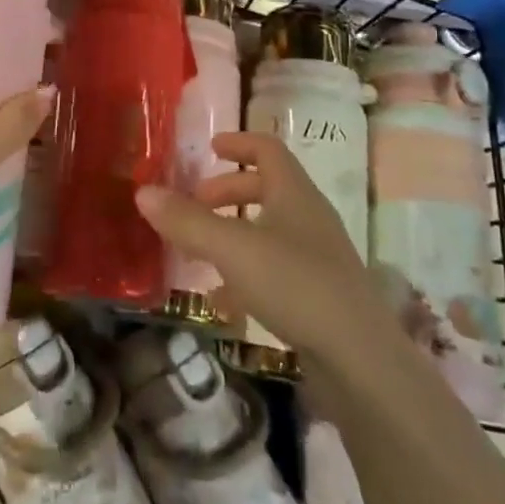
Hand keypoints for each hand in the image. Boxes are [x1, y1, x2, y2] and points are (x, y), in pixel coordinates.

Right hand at [135, 131, 394, 371]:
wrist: (361, 360)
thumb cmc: (295, 284)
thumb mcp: (231, 248)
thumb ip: (187, 221)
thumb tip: (143, 192)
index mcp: (294, 193)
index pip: (267, 150)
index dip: (238, 144)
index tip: (209, 148)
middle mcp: (309, 217)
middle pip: (266, 189)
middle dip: (226, 192)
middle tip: (195, 204)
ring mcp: (318, 257)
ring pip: (268, 230)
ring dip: (232, 233)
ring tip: (198, 252)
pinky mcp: (319, 295)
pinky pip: (275, 269)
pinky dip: (245, 273)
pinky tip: (222, 300)